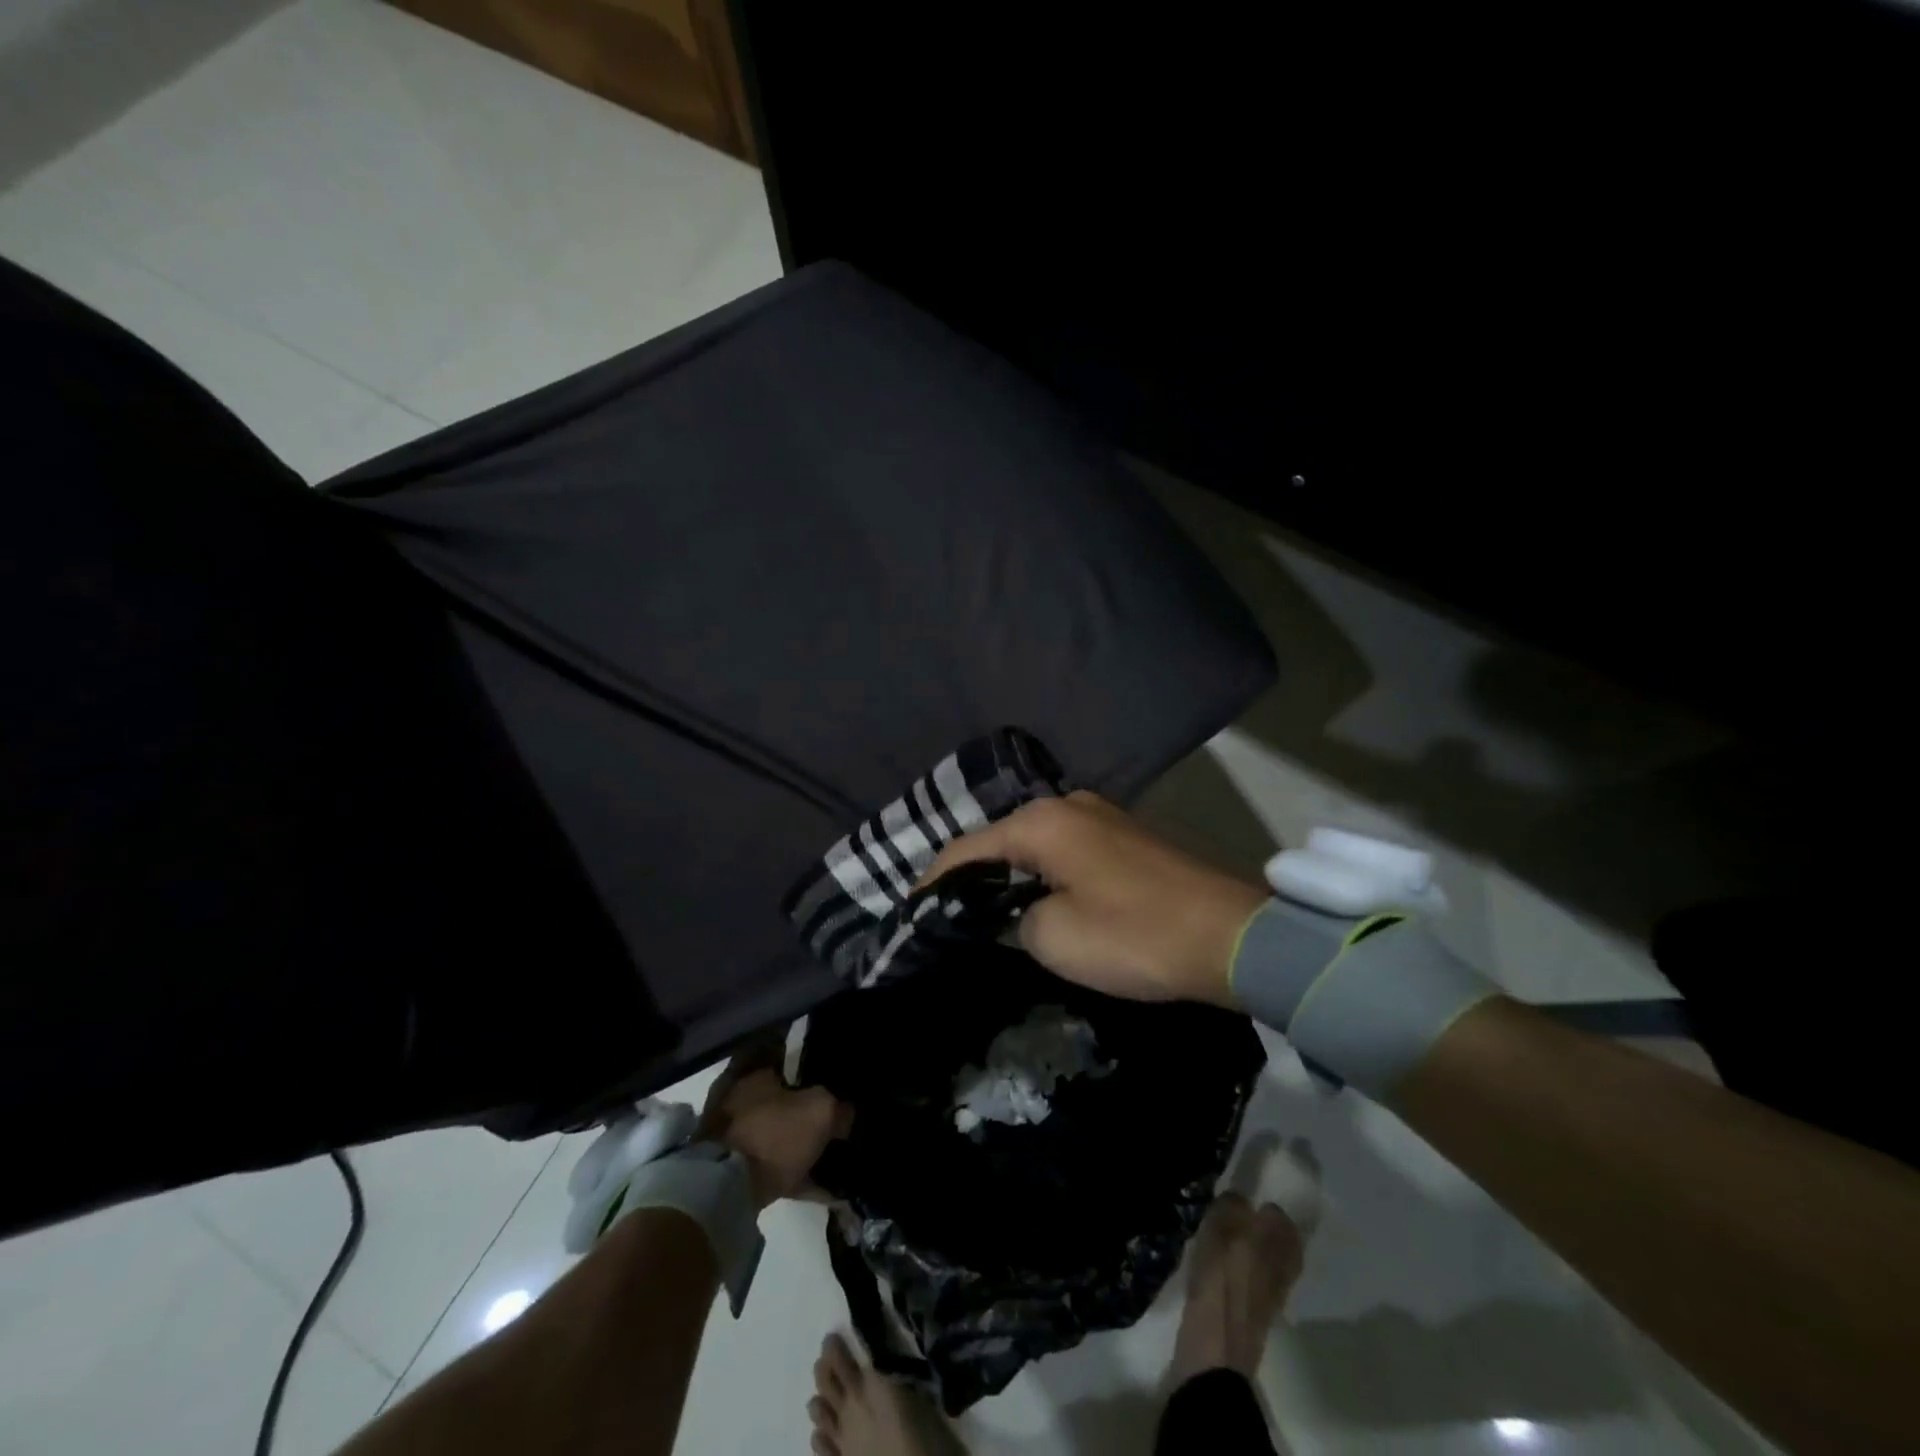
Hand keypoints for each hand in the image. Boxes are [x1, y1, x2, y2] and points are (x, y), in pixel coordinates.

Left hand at [699, 1055, 850, 1209]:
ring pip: (775, 1132)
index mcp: (751, 1072)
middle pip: (777, 1094)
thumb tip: (847, 1112)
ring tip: (832, 1153)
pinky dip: (798, 1177)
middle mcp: (736, 1097)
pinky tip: (826, 1190)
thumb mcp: (820, 1111)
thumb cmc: (772, 1135)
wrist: (724, 1192)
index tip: (826, 1066)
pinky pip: (774, 1168)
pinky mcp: (731, 1171)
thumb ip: (839, 1106)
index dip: (804, 1057)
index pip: (779, 1050)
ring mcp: (731, 1136)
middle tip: (832, 1110)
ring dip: (799, 1142)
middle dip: (803, 1103)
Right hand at [919, 791, 1268, 1005]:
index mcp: (1041, 823)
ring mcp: (1100, 816)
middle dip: (969, 876)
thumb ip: (1011, 920)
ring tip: (982, 910)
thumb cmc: (1135, 935)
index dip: (933, 883)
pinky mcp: (1124, 836)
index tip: (910, 914)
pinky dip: (1041, 873)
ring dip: (1007, 875)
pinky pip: (1064, 850)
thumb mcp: (1054, 938)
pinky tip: (1034, 898)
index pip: (965, 849)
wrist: (1234, 936)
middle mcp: (1067, 805)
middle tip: (944, 915)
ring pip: (1032, 844)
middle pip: (998, 840)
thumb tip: (1007, 913)